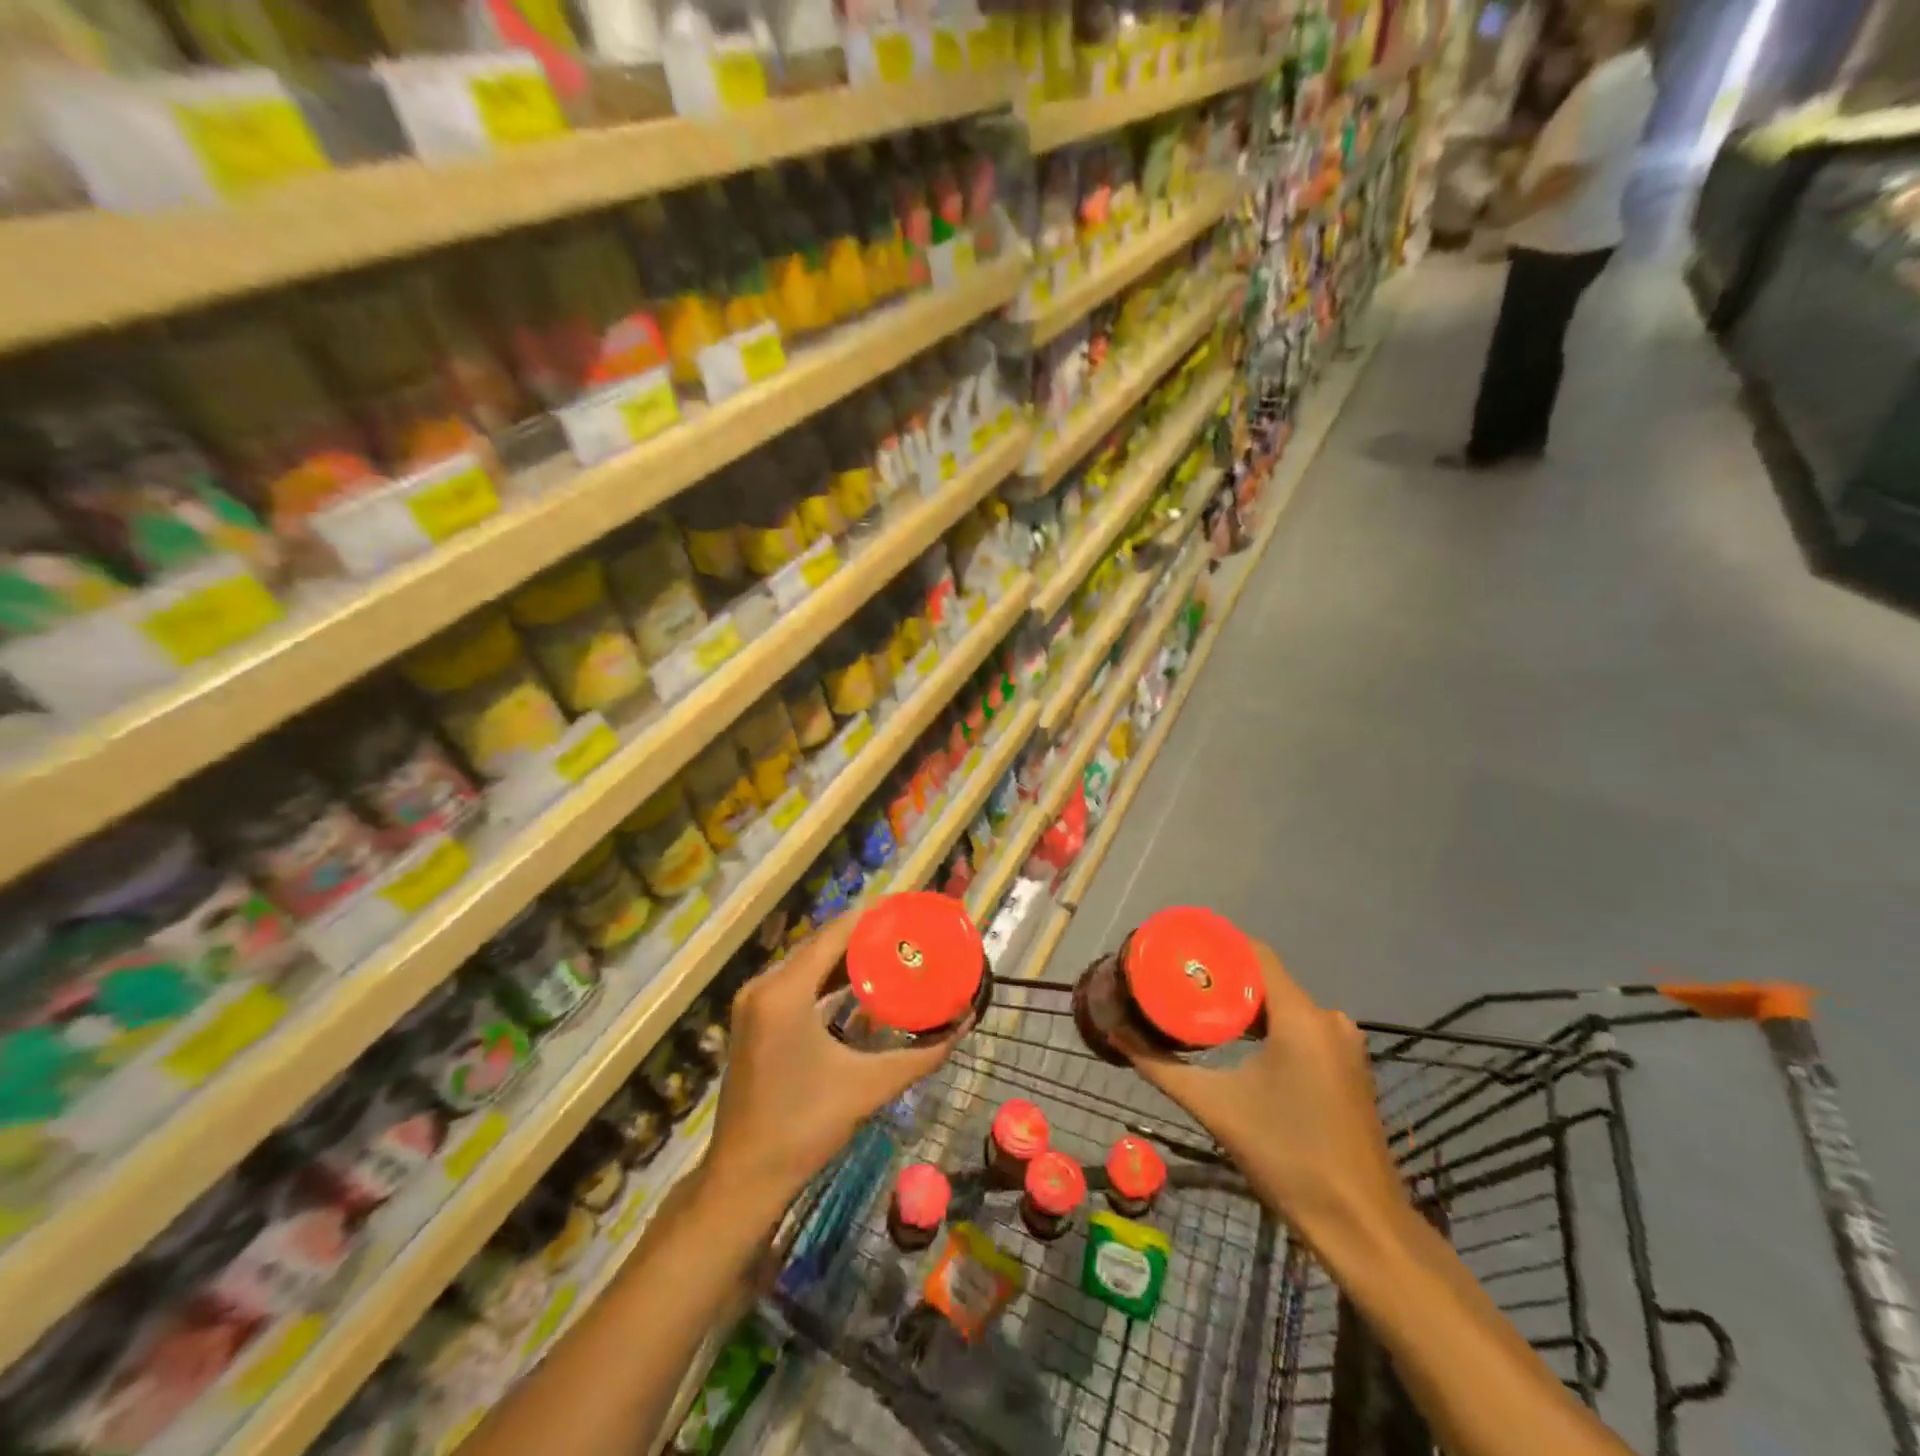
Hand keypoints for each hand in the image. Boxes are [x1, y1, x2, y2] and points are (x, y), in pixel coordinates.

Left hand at [706, 914, 960, 1210]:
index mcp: (785, 992)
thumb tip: (964, 1025)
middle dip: (866, 937)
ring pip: (808, 962)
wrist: (744, 1178)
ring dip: (847, 958)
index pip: (835, 933)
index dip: (874, 918)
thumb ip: (921, 1055)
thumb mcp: (869, 1087)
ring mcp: (754, 1002)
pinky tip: (860, 986)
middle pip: (821, 944)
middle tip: (910, 936)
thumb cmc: (804, 1128)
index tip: (911, 913)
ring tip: (893, 953)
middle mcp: (764, 986)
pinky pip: (796, 982)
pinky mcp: (754, 1019)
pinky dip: (827, 979)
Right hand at [1113, 943, 1404, 1244]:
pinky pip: (1301, 1027)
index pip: (1255, 953)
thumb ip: (1162, 1067)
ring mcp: (1344, 1044)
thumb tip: (1116, 1031)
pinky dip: (1268, 1026)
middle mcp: (1328, 1019)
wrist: (1360, 1225)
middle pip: (1267, 978)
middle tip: (1178, 983)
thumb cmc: (1286, 1158)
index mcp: (1301, 1017)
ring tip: (1198, 1008)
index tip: (1178, 952)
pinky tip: (1238, 1042)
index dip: (1215, 945)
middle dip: (1222, 978)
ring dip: (1245, 1004)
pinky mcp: (1348, 1067)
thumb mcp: (1215, 1107)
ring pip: (1284, 1004)